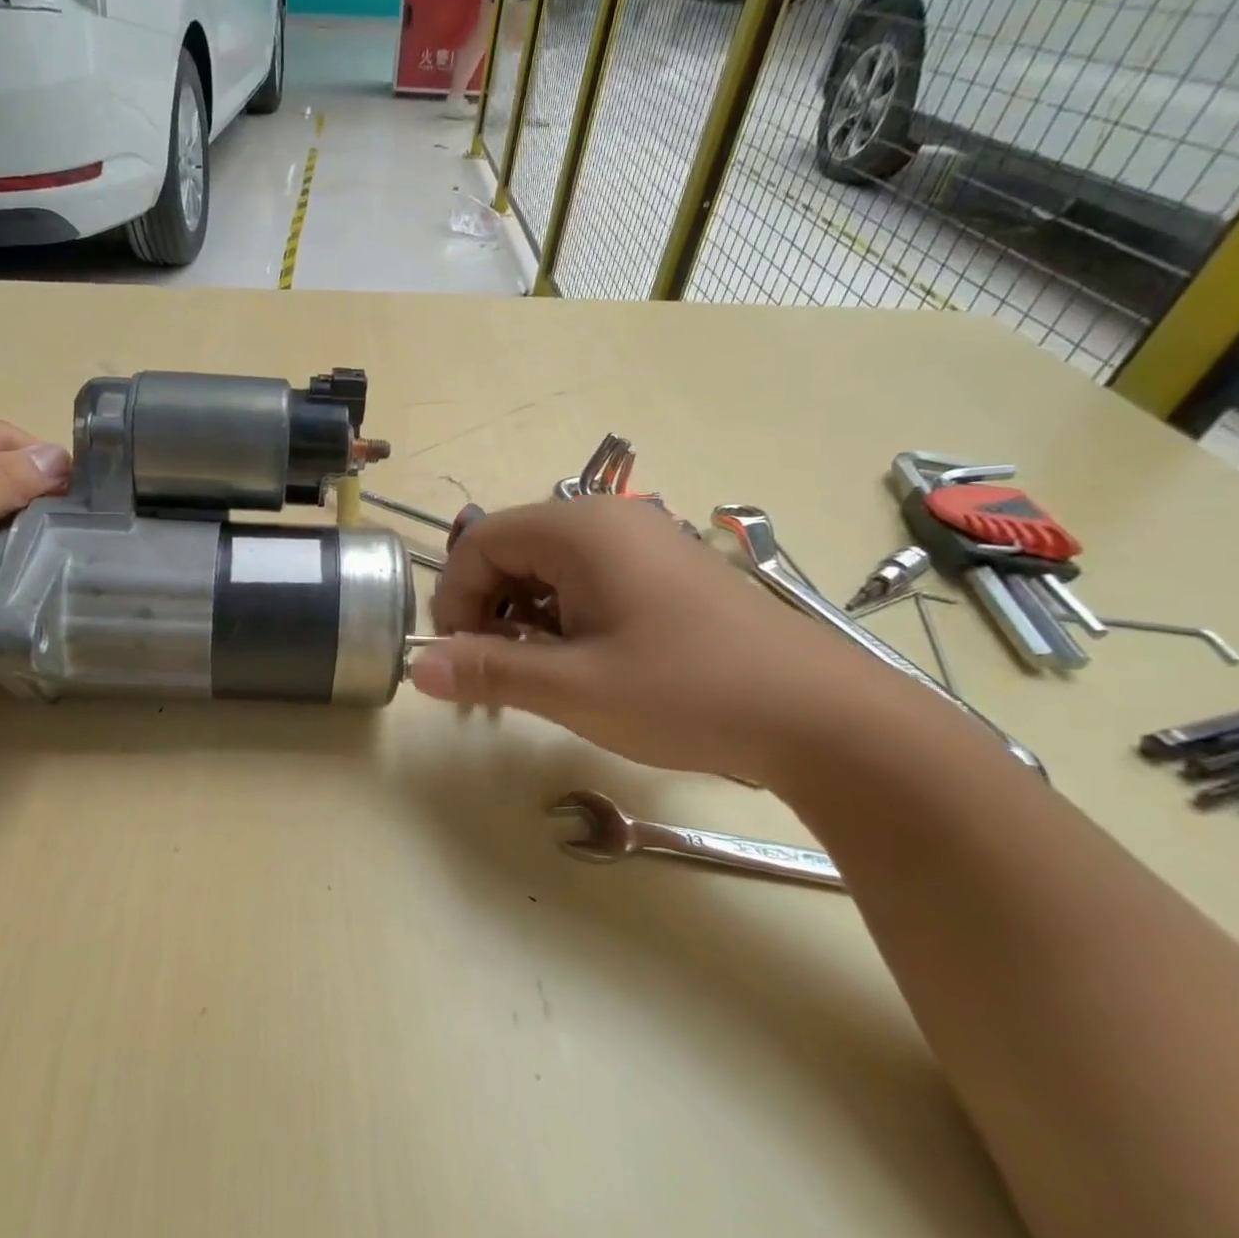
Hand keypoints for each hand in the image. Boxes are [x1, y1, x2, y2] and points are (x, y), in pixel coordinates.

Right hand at [411, 496, 898, 781]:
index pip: (478, 542)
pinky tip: (582, 664)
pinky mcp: (661, 571)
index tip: (463, 658)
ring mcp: (639, 542)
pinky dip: (562, 618)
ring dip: (524, 619)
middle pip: (509, 551)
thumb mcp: (574, 688)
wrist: (820, 717)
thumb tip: (417, 667)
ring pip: (545, 569)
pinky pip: (585, 581)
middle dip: (488, 610)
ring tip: (541, 675)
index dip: (455, 599)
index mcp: (580, 529)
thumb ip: (489, 670)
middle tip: (498, 673)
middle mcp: (607, 520)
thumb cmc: (687, 692)